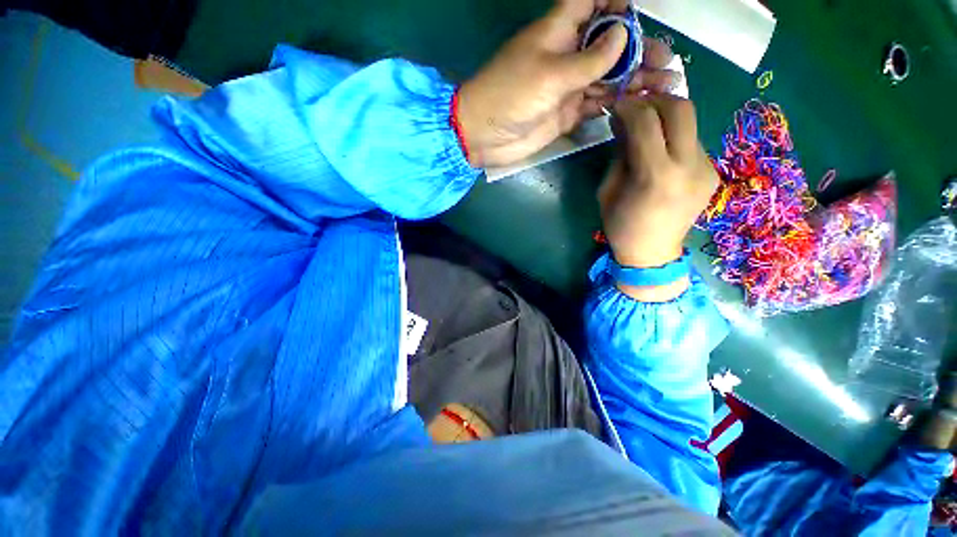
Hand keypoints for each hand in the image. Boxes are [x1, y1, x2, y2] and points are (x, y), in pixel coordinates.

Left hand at [456, 0, 682, 167]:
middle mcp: (568, 54)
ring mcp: (569, 86)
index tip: (641, 11)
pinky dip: (617, 102)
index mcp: (560, 30)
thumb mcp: (550, 72)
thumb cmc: (510, 95)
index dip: (617, 1)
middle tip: (665, 61)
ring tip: (665, 83)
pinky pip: (597, 103)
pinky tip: (638, 103)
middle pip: (609, 43)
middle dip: (637, 48)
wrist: (485, 136)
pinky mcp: (567, 112)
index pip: (593, 1)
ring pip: (608, 75)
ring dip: (635, 78)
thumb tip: (623, 35)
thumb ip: (589, 59)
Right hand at [598, 95, 717, 300]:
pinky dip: (673, 138)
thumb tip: (623, 122)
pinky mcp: (712, 172)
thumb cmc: (621, 226)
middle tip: (636, 106)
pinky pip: (692, 142)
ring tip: (645, 128)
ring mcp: (706, 168)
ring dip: (665, 118)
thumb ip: (619, 153)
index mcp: (656, 176)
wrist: (652, 253)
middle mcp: (688, 166)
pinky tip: (660, 151)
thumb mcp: (607, 190)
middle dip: (655, 99)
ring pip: (690, 123)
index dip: (629, 106)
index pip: (647, 121)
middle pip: (682, 108)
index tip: (616, 104)